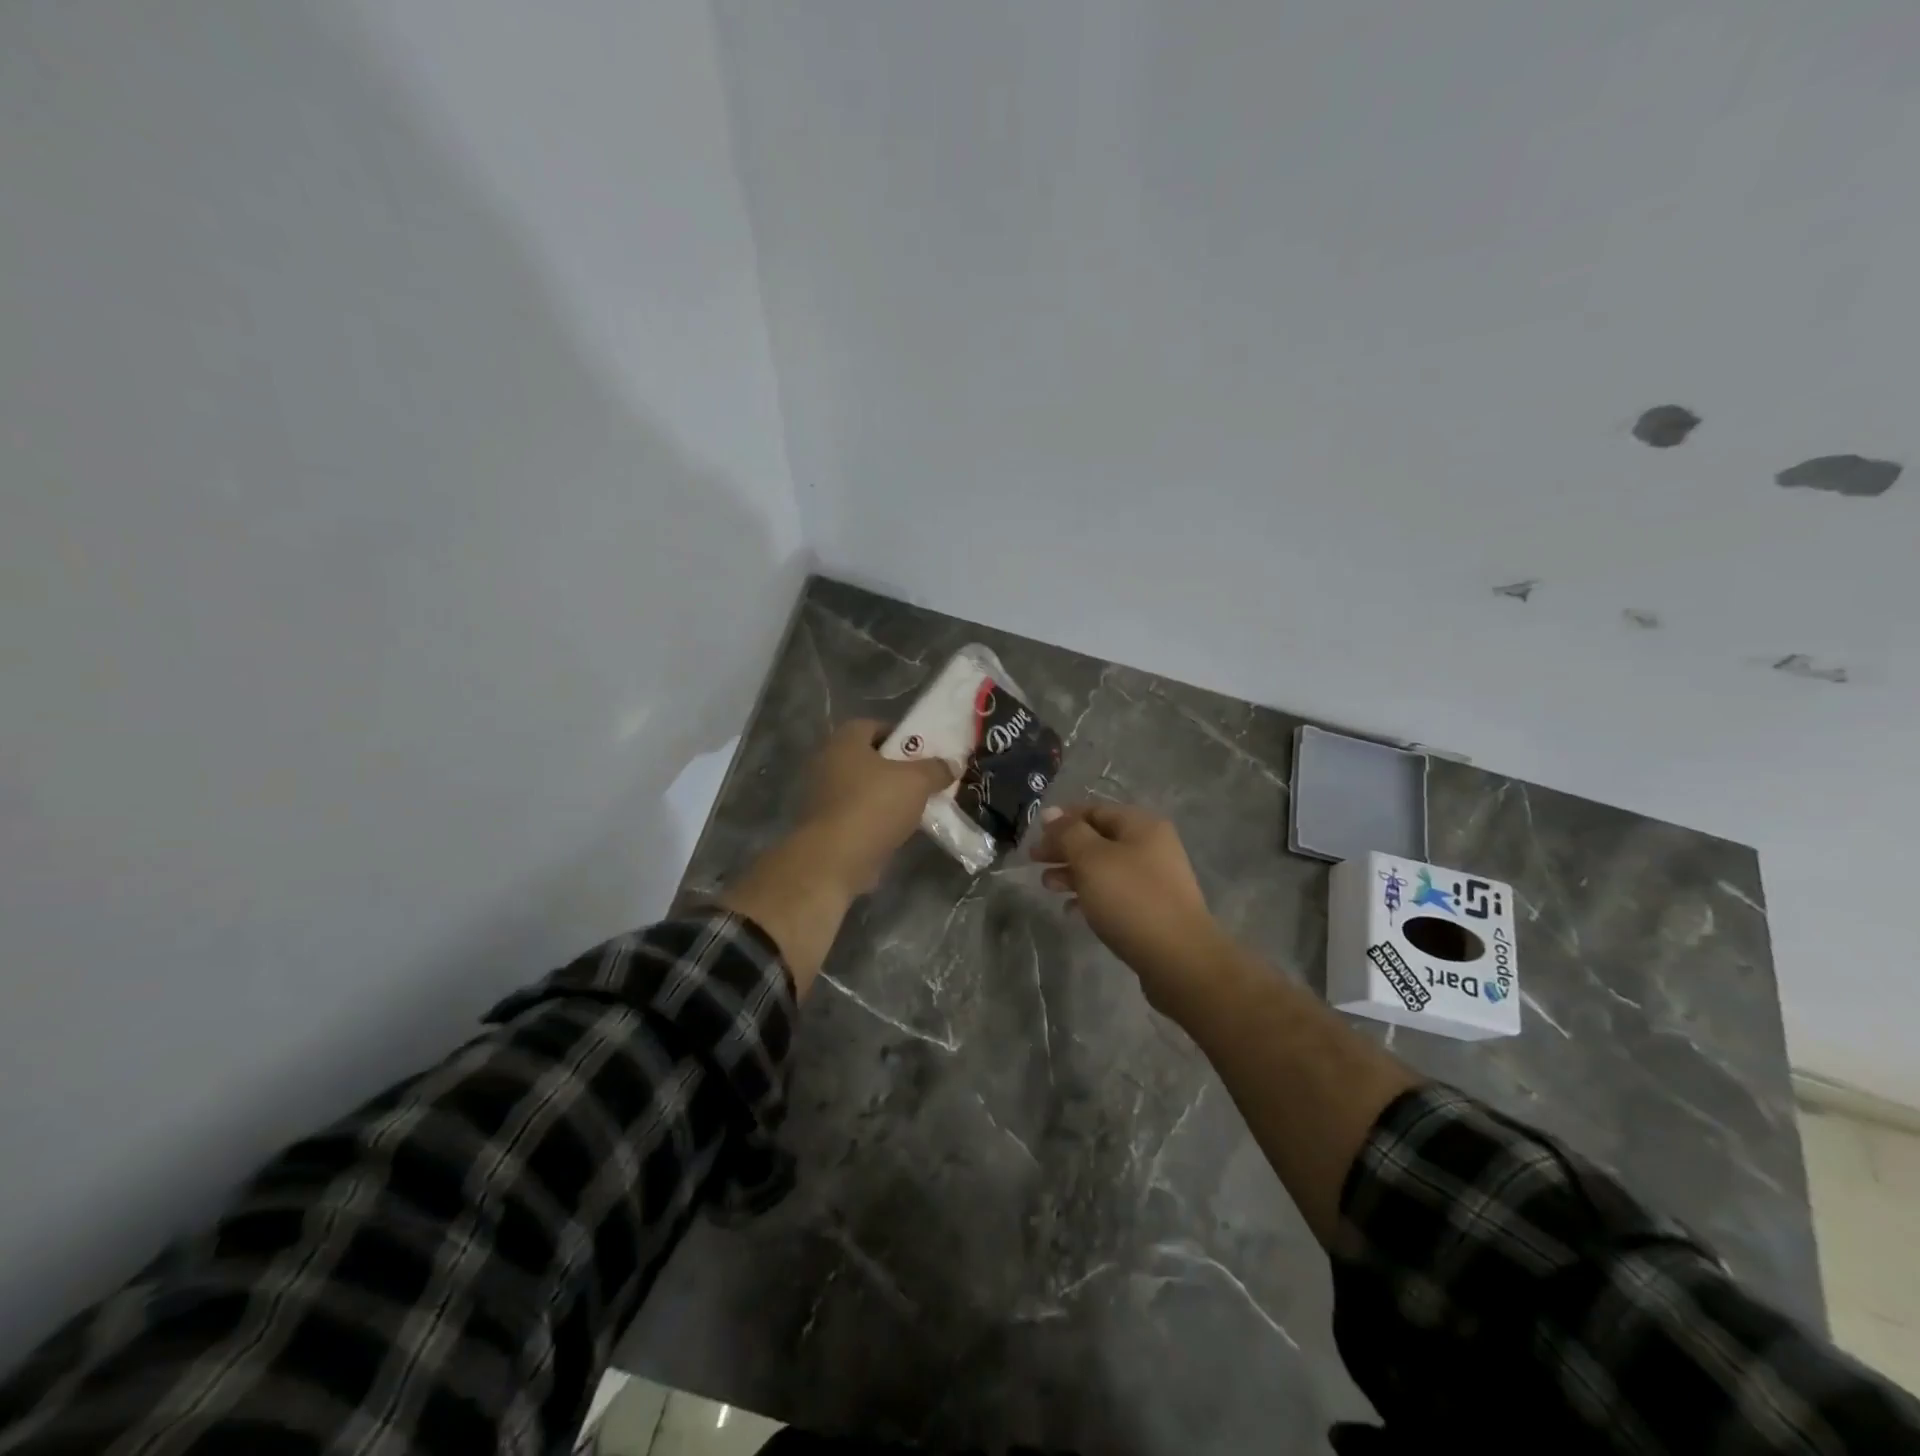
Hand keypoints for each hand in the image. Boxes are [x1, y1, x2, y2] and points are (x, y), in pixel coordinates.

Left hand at [798, 718, 952, 895]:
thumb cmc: (874, 806)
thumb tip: (953, 764)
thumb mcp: (917, 782)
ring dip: (886, 795)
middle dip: (896, 768)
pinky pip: (857, 814)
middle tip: (923, 778)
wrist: (835, 859)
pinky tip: (898, 830)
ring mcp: (822, 796)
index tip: (922, 751)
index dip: (899, 735)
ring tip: (916, 806)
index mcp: (845, 741)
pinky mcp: (825, 826)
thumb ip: (936, 769)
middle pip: (868, 758)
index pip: (873, 725)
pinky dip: (875, 819)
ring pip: (863, 788)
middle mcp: (828, 762)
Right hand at [1032, 802, 1219, 1010]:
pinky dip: (1091, 897)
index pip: (1094, 810)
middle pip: (1099, 839)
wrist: (1179, 959)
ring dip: (1073, 873)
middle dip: (1064, 848)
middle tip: (1034, 861)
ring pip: (1105, 868)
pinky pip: (1115, 894)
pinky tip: (1071, 910)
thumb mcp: (1091, 859)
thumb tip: (1050, 813)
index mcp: (1141, 825)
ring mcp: (1155, 880)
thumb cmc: (1131, 899)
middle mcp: (1152, 846)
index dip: (1062, 820)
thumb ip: (1068, 833)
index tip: (1035, 836)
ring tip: (1047, 886)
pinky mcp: (1153, 910)